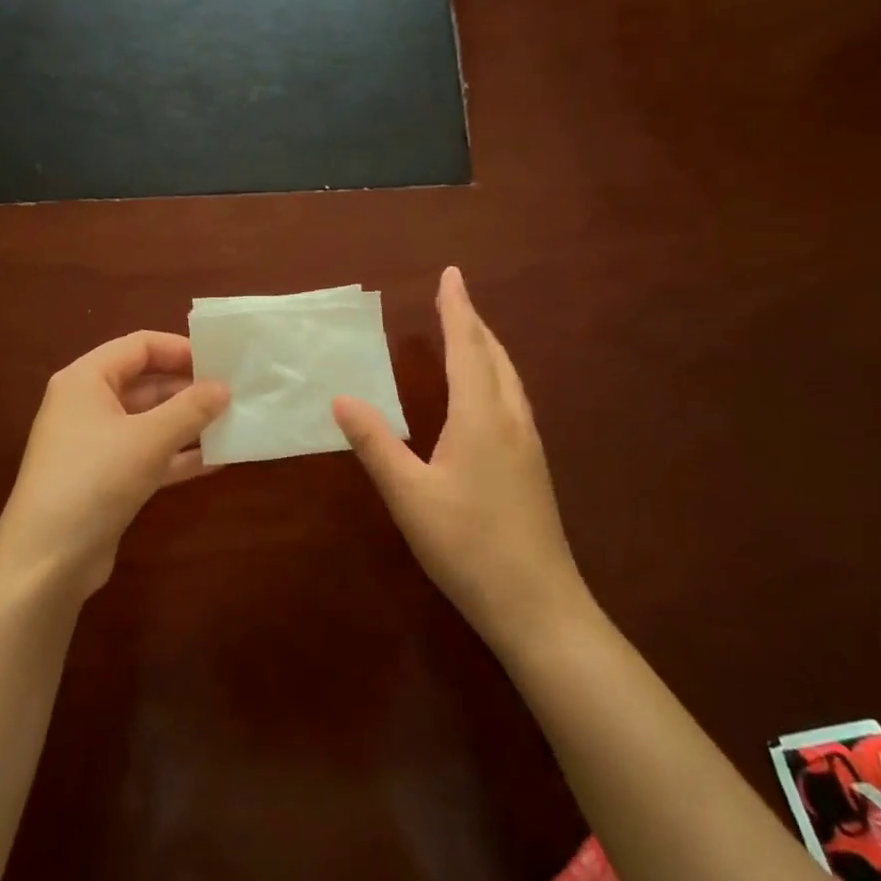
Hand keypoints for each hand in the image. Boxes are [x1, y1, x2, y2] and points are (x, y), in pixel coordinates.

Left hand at [0, 331, 228, 600]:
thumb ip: (191, 409)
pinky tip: (216, 461)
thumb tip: (224, 388)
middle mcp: (87, 404)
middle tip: (235, 394)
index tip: (221, 362)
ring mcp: (95, 444)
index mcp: (86, 379)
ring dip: (188, 424)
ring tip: (233, 424)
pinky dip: (177, 456)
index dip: (181, 349)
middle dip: (189, 389)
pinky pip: (147, 455)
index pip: (139, 346)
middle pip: (145, 382)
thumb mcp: (149, 439)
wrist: (46, 561)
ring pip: (149, 421)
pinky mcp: (105, 479)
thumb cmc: (94, 480)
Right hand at [333, 267, 589, 656]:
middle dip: (473, 322)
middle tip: (454, 295)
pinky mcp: (533, 467)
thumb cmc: (468, 546)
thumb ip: (375, 444)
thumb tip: (341, 398)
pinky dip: (495, 375)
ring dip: (487, 347)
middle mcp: (511, 420)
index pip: (468, 348)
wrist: (538, 605)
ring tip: (469, 332)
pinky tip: (486, 394)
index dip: (457, 309)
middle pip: (494, 356)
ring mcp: (529, 444)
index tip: (450, 274)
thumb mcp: (409, 495)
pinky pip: (513, 399)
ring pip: (509, 378)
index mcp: (482, 418)